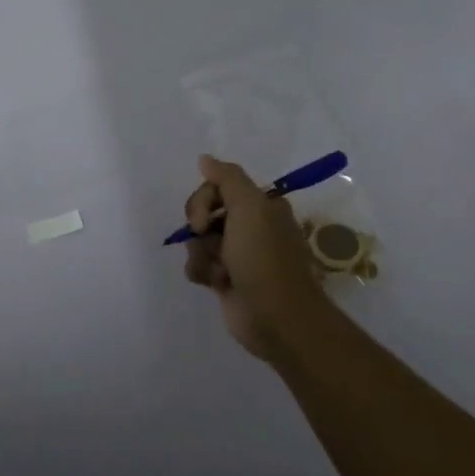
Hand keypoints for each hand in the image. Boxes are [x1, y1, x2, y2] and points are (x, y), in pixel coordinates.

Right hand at [182, 154, 324, 359]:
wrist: (276, 316)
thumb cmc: (264, 257)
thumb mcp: (250, 206)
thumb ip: (226, 178)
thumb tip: (204, 158)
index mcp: (260, 206)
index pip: (217, 187)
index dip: (203, 200)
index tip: (203, 219)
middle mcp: (249, 226)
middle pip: (204, 212)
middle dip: (199, 227)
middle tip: (206, 238)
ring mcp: (237, 254)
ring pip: (198, 240)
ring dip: (202, 254)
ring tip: (220, 271)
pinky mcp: (225, 279)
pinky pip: (198, 264)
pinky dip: (202, 272)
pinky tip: (216, 283)